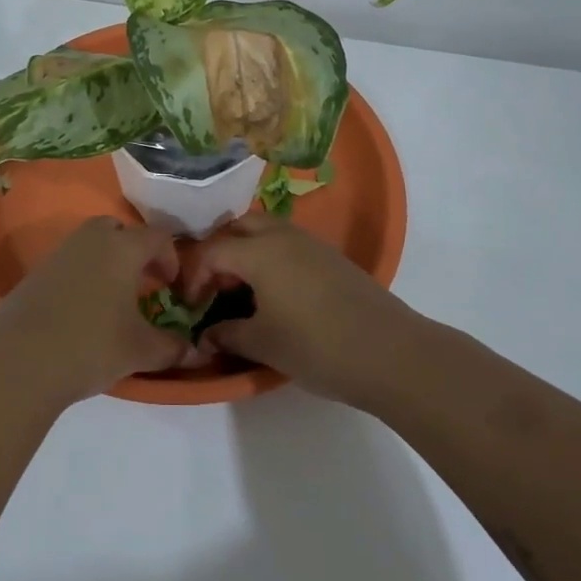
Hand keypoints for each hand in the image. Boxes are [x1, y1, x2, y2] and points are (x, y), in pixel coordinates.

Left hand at [0, 216, 189, 403]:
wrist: (19, 361)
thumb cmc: (91, 346)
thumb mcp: (141, 351)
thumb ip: (172, 347)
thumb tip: (192, 350)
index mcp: (122, 248)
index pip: (157, 236)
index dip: (171, 258)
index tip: (173, 286)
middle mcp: (90, 240)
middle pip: (119, 229)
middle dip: (135, 251)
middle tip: (143, 282)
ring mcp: (58, 254)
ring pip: (91, 244)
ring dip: (107, 262)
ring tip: (114, 298)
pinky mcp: (35, 273)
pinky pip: (69, 262)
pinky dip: (82, 276)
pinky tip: (82, 310)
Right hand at [180, 210, 427, 407]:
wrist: (390, 353)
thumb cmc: (315, 345)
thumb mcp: (263, 343)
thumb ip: (227, 335)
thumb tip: (206, 336)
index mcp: (259, 251)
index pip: (212, 251)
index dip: (193, 277)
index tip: (190, 306)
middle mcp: (283, 236)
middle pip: (240, 227)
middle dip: (220, 250)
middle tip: (215, 286)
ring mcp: (312, 244)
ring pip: (268, 232)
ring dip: (248, 252)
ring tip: (243, 290)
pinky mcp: (333, 258)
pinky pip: (290, 245)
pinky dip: (272, 259)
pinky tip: (277, 294)